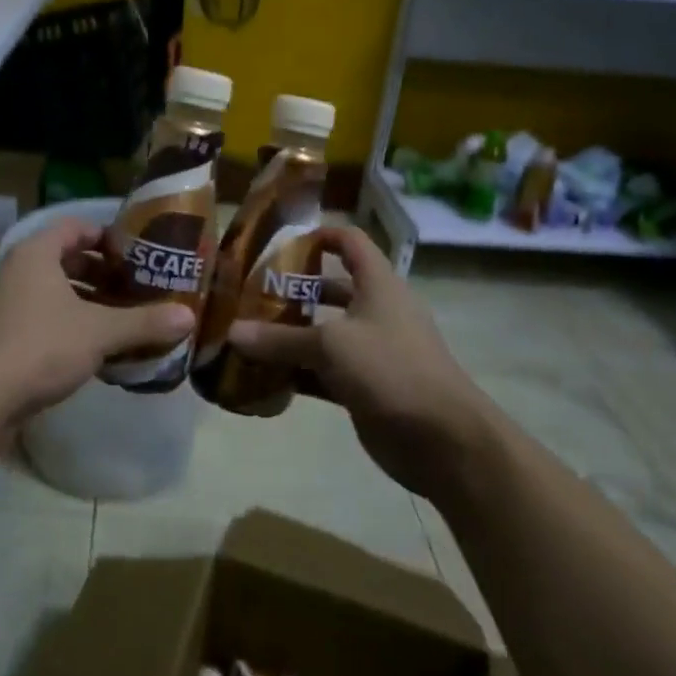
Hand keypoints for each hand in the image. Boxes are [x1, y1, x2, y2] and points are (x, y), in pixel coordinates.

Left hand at [0, 217, 194, 433]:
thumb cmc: (40, 348)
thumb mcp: (99, 333)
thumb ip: (144, 323)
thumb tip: (189, 317)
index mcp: (35, 254)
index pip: (74, 227)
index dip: (106, 236)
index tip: (136, 254)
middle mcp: (15, 271)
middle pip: (63, 259)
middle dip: (99, 273)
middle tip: (134, 288)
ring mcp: (2, 304)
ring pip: (51, 291)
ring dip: (84, 301)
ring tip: (119, 318)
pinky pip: (38, 317)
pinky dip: (65, 324)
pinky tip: (91, 349)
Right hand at [226, 226, 495, 493]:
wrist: (443, 439)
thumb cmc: (391, 369)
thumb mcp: (331, 346)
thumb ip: (280, 338)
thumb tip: (232, 332)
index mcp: (378, 285)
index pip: (350, 242)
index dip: (319, 236)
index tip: (279, 244)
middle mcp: (376, 312)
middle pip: (330, 290)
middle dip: (292, 291)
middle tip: (248, 295)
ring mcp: (372, 352)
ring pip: (324, 334)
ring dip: (290, 336)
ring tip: (247, 334)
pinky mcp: (365, 387)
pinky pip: (323, 373)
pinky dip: (297, 373)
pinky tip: (263, 377)